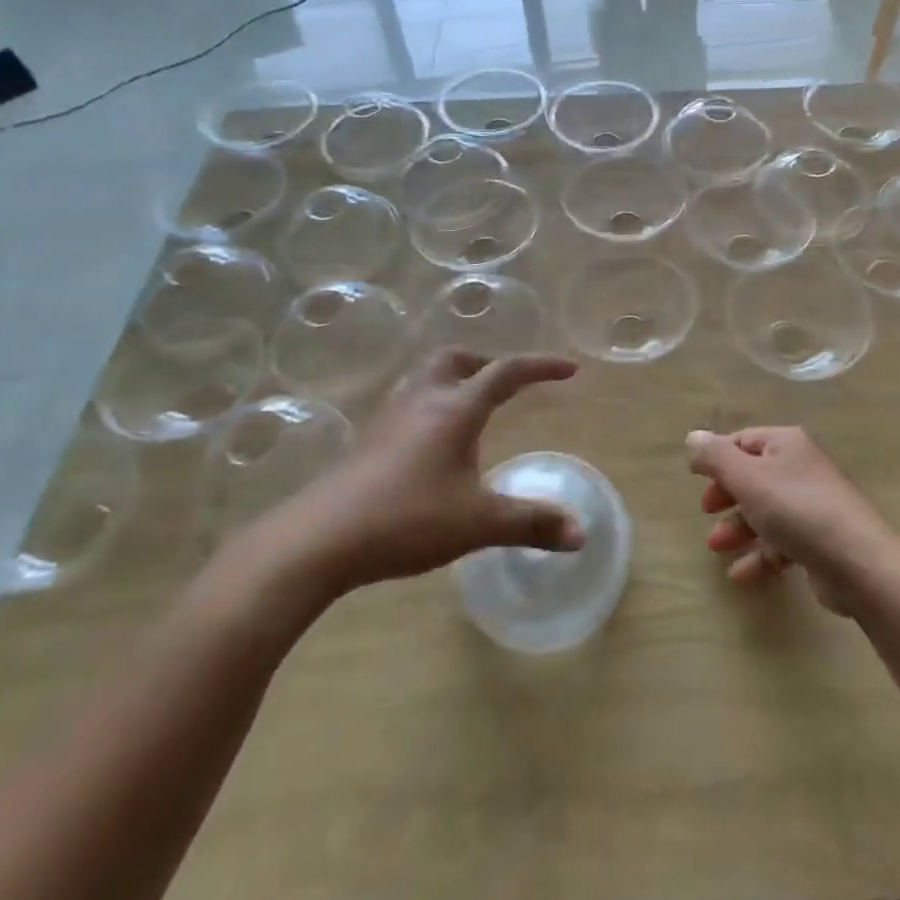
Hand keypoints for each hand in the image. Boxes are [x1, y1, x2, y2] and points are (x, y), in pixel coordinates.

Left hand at [251, 349, 583, 604]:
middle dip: (486, 364)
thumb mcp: (477, 523)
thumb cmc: (406, 519)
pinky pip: (408, 407)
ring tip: (472, 413)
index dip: (541, 367)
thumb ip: (531, 524)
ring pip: (426, 380)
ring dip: (455, 383)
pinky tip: (432, 448)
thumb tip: (581, 534)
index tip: (569, 369)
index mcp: (455, 409)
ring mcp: (389, 419)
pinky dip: (432, 409)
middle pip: (455, 359)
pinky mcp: (368, 442)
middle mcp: (422, 401)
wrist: (319, 539)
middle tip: (507, 385)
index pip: (506, 372)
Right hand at [687, 427, 899, 613]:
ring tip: (717, 547)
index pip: (744, 440)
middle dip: (727, 494)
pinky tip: (740, 574)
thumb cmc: (796, 509)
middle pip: (754, 475)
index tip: (696, 479)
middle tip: (707, 511)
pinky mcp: (821, 541)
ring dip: (739, 527)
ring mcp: (814, 505)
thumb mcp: (747, 477)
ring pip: (767, 510)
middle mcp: (802, 468)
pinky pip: (782, 542)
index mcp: (787, 444)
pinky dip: (760, 554)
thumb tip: (693, 437)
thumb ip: (715, 457)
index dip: (718, 458)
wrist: (857, 562)